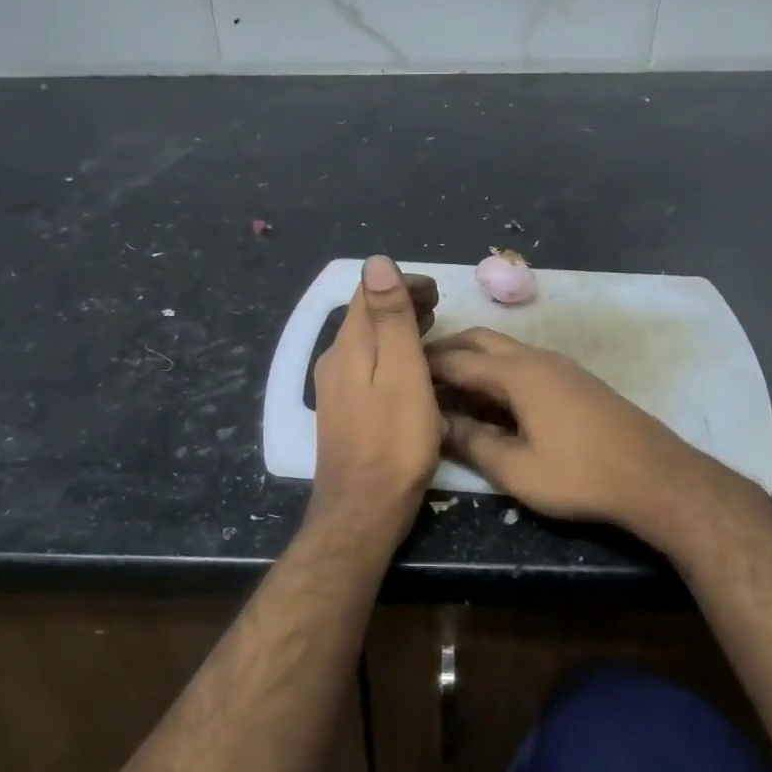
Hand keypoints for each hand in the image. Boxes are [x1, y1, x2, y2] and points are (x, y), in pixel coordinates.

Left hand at [308, 257, 441, 538]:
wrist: (363, 510)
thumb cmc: (394, 442)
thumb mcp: (401, 373)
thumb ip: (390, 318)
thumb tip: (376, 261)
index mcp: (347, 346)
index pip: (367, 293)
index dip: (401, 283)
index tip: (437, 290)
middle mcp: (333, 361)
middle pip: (365, 317)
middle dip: (399, 303)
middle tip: (438, 307)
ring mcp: (334, 389)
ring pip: (366, 343)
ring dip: (396, 329)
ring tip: (430, 330)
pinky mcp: (343, 413)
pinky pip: (366, 367)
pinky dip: (390, 356)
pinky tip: (410, 371)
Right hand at [427, 327, 716, 544]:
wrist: (656, 477)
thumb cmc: (581, 475)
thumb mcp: (517, 469)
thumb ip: (473, 443)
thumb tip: (436, 424)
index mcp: (518, 374)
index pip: (457, 360)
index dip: (423, 366)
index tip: (395, 372)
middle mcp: (536, 358)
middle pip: (479, 340)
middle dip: (446, 351)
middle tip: (416, 373)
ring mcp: (559, 365)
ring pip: (503, 349)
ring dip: (472, 359)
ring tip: (446, 386)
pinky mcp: (574, 379)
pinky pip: (522, 362)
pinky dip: (495, 370)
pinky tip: (490, 398)